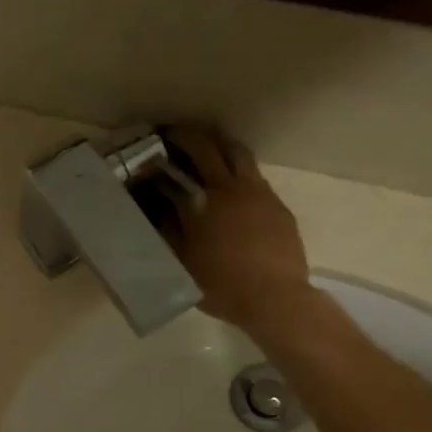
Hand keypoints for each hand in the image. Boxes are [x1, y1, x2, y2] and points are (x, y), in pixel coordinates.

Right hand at [165, 126, 312, 334]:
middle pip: (212, 146)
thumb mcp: (181, 260)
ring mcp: (260, 193)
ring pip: (239, 155)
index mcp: (205, 199)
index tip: (153, 141)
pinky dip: (237, 173)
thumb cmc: (219, 283)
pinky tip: (230, 189)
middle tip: (175, 134)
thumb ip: (169, 228)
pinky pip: (254, 178)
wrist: (274, 297)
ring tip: (206, 150)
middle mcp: (233, 187)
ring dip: (220, 145)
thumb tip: (159, 204)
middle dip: (191, 135)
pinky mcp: (277, 206)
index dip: (166, 147)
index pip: (181, 161)